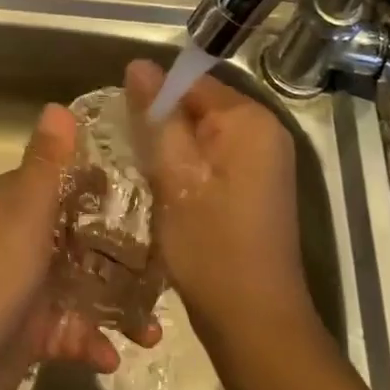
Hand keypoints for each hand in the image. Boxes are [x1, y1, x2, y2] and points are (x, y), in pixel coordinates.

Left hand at [0, 104, 138, 389]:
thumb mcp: (24, 212)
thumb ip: (46, 163)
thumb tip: (58, 105)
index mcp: (16, 203)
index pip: (65, 181)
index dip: (103, 183)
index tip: (150, 190)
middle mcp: (20, 238)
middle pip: (80, 235)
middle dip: (121, 250)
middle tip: (167, 262)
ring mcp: (24, 287)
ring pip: (81, 285)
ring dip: (116, 303)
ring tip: (153, 328)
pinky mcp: (28, 333)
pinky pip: (70, 330)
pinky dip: (92, 341)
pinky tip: (114, 357)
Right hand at [123, 60, 319, 355]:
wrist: (256, 324)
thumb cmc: (211, 248)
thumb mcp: (173, 177)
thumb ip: (157, 116)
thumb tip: (139, 65)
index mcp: (249, 119)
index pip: (191, 81)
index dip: (154, 97)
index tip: (124, 124)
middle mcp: (265, 130)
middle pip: (199, 104)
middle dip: (163, 123)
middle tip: (130, 152)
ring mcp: (265, 159)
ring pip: (203, 132)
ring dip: (173, 147)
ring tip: (144, 172)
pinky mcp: (258, 184)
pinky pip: (215, 155)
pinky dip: (190, 166)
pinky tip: (168, 191)